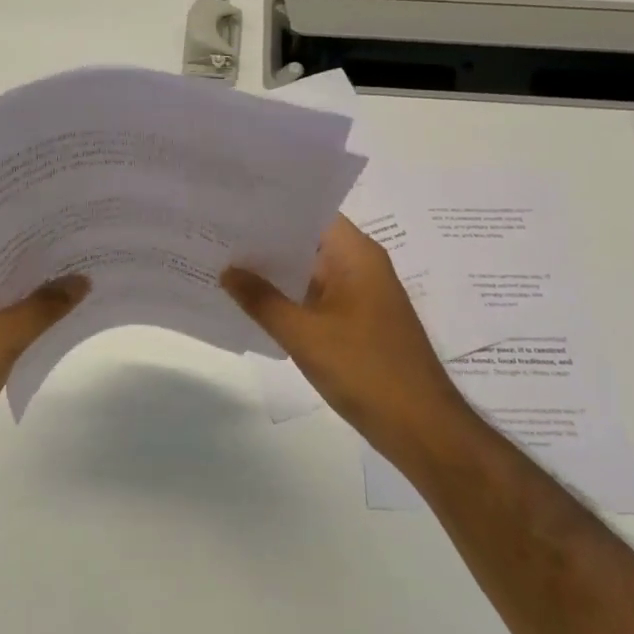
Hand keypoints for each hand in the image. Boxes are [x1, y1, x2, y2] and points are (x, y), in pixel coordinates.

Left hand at [0, 237, 87, 483]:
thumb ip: (44, 306)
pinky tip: (55, 316)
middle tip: (79, 238)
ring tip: (77, 273)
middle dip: (33, 253)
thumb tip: (81, 280)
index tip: (58, 209)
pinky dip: (20, 316)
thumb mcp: (1, 337)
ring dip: (29, 287)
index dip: (18, 217)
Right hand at [222, 216, 467, 460]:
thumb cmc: (364, 369)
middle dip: (264, 241)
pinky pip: (315, 298)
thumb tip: (227, 271)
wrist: (418, 425)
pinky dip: (287, 298)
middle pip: (307, 241)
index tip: (231, 207)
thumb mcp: (303, 334)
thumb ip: (261, 300)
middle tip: (215, 235)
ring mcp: (360, 296)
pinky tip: (251, 304)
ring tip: (222, 265)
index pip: (309, 213)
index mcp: (356, 254)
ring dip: (273, 273)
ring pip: (309, 272)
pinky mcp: (356, 322)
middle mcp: (360, 266)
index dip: (271, 209)